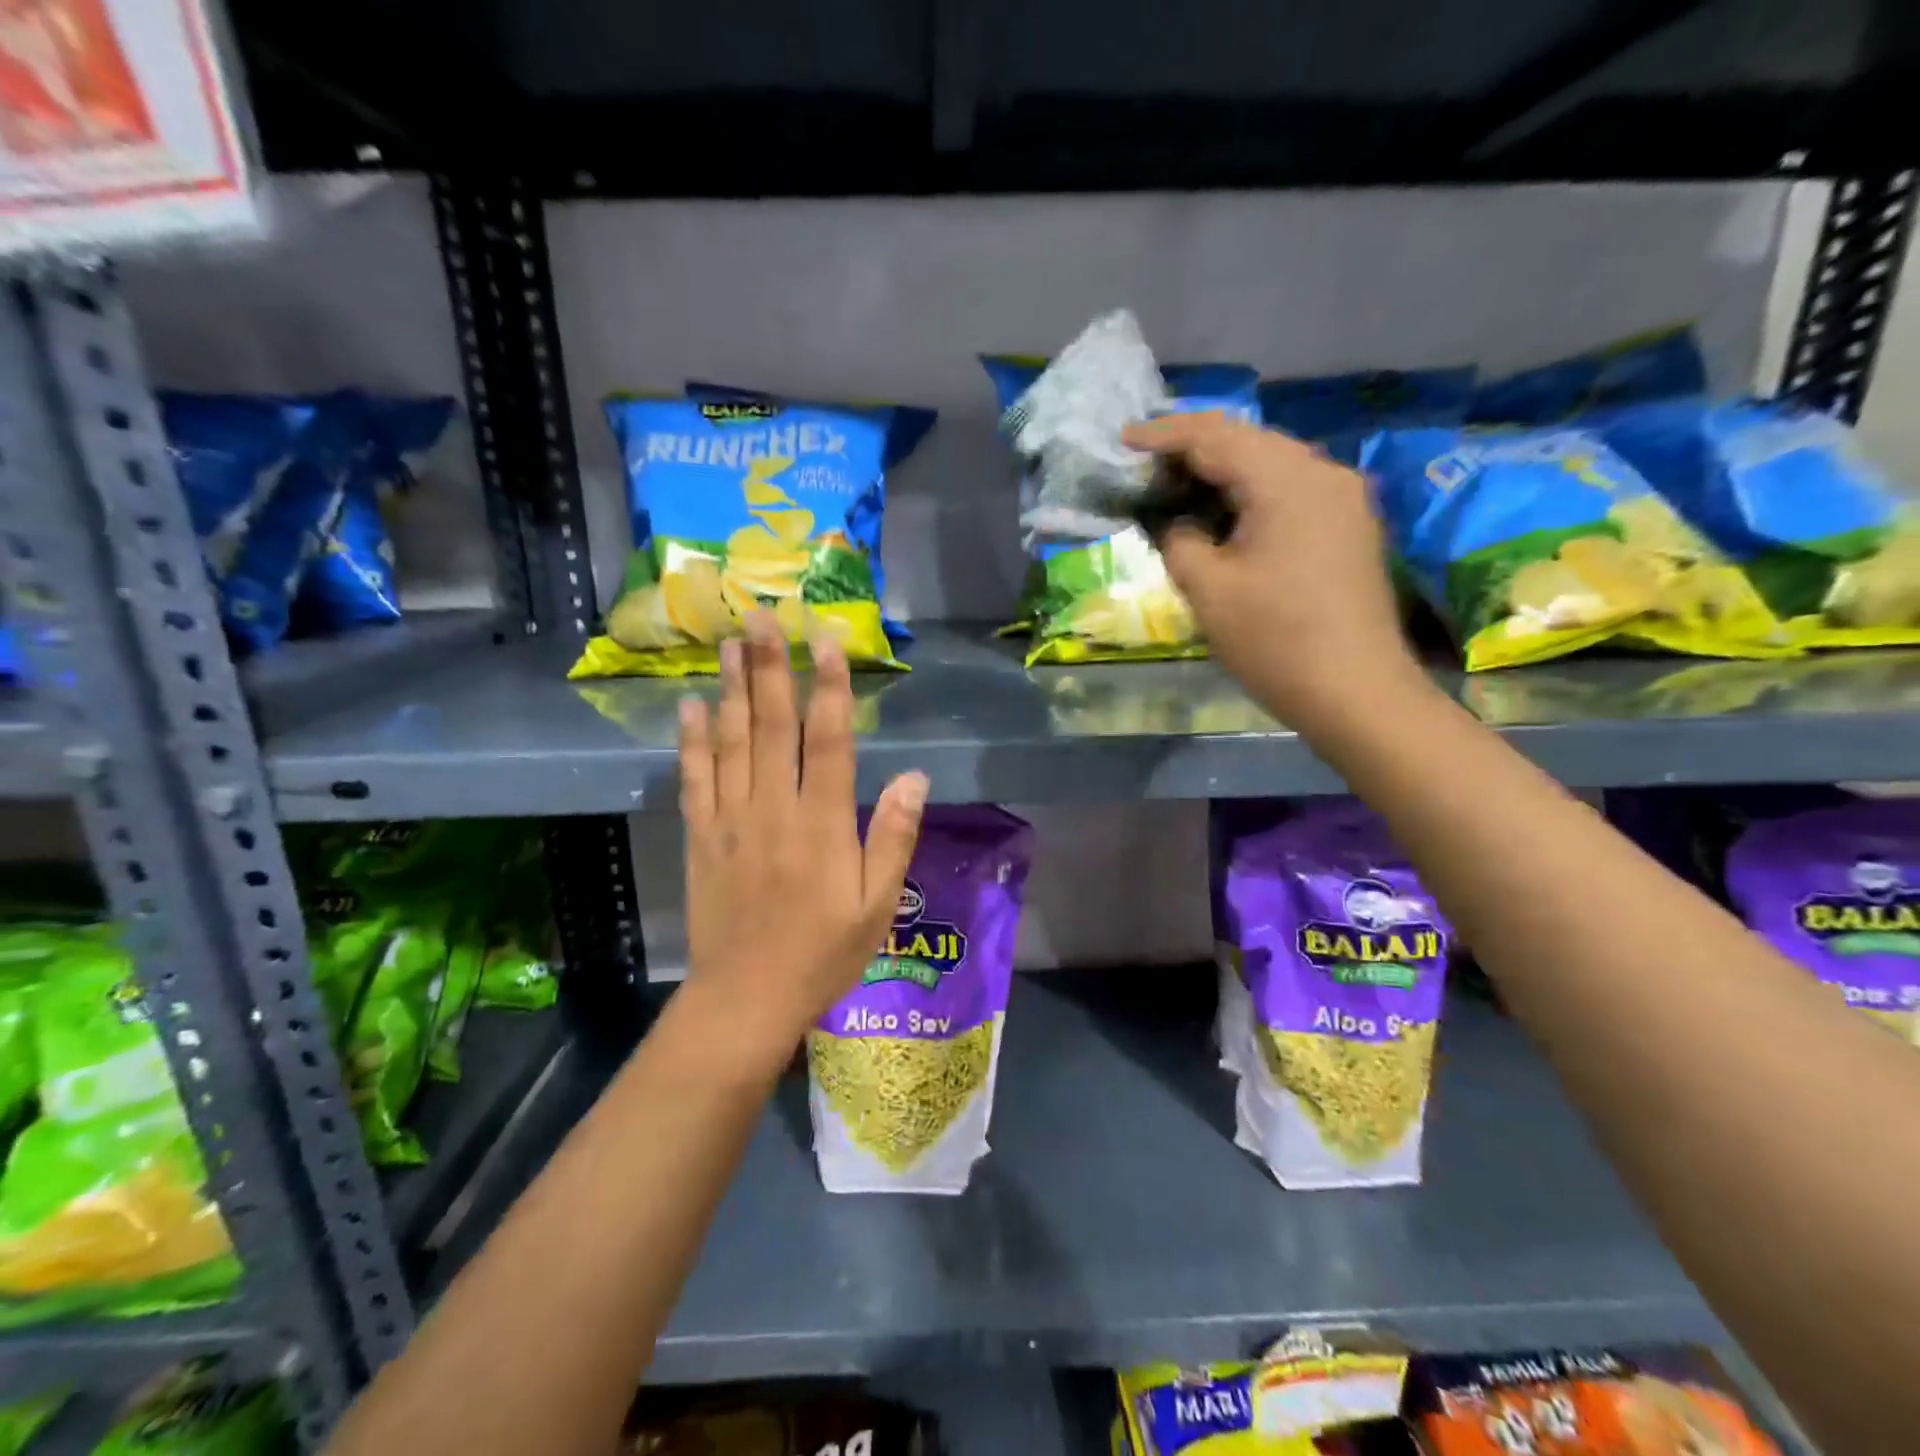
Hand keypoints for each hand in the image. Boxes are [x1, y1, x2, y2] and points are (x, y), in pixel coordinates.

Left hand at [678, 613, 928, 1067]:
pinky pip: (694, 778)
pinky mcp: (700, 837)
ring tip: (728, 642)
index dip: (829, 687)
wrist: (745, 1000)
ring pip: (731, 741)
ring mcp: (730, 820)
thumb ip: (893, 837)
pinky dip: (692, 740)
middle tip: (762, 616)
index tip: (826, 640)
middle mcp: (773, 809)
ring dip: (731, 688)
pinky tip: (691, 706)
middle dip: (770, 666)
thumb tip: (913, 777)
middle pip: (772, 726)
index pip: (828, 741)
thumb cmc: (822, 955)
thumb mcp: (877, 905)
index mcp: (822, 824)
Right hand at [1123, 412, 1423, 726]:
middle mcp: (1321, 472)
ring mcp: (1342, 497)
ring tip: (1179, 478)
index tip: (1123, 441)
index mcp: (1285, 480)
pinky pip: (1291, 486)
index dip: (1164, 436)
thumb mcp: (1208, 589)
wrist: (1355, 691)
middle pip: (1248, 439)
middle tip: (1147, 458)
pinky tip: (1227, 507)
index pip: (1214, 438)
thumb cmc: (1274, 640)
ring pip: (1272, 460)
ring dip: (1224, 464)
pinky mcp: (1348, 524)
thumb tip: (1177, 522)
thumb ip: (1179, 540)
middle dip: (1194, 443)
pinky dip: (1251, 487)